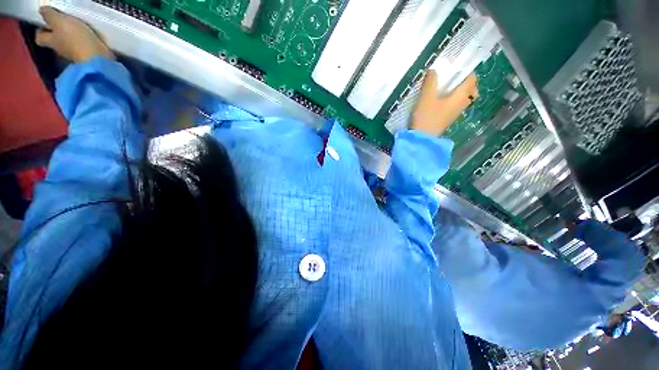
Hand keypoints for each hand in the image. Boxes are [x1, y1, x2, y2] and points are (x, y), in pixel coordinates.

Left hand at [35, 6, 113, 61]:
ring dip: (71, 38)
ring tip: (78, 29)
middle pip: (54, 41)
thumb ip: (49, 15)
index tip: (45, 23)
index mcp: (50, 41)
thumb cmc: (76, 39)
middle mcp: (59, 49)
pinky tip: (88, 38)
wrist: (97, 59)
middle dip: (57, 34)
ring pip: (68, 44)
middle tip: (63, 24)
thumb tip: (42, 10)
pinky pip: (81, 48)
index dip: (41, 30)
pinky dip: (83, 43)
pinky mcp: (87, 57)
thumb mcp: (60, 22)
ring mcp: (73, 54)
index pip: (40, 37)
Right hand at [410, 70, 477, 136]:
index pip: (472, 79)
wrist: (422, 138)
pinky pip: (455, 106)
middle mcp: (462, 104)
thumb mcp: (426, 97)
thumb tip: (433, 70)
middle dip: (464, 83)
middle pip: (471, 90)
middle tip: (452, 79)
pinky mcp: (448, 119)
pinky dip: (452, 100)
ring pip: (463, 99)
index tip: (456, 68)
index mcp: (461, 96)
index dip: (466, 72)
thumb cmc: (426, 116)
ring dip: (458, 92)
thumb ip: (430, 82)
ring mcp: (456, 113)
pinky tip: (440, 101)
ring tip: (445, 89)